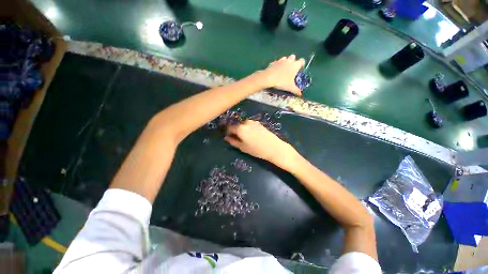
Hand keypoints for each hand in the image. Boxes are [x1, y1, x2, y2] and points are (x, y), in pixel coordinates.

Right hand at [225, 120, 297, 168]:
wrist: (274, 147)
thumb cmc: (256, 149)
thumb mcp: (243, 147)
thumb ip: (233, 141)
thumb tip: (226, 138)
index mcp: (240, 128)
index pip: (229, 128)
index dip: (227, 132)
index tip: (228, 137)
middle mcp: (245, 122)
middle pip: (236, 126)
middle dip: (235, 131)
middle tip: (238, 140)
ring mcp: (253, 122)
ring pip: (243, 125)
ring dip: (242, 130)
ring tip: (247, 139)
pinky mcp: (259, 123)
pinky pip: (249, 125)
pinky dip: (248, 129)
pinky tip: (253, 136)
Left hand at [260, 54, 305, 95]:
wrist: (269, 78)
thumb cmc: (282, 82)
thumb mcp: (290, 87)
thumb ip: (296, 90)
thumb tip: (300, 94)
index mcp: (295, 65)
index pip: (302, 61)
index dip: (302, 65)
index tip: (300, 70)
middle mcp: (289, 60)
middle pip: (293, 57)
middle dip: (293, 61)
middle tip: (291, 70)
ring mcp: (280, 60)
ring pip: (285, 58)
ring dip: (285, 62)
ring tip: (283, 70)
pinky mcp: (273, 62)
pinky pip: (277, 62)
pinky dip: (277, 65)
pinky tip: (275, 71)